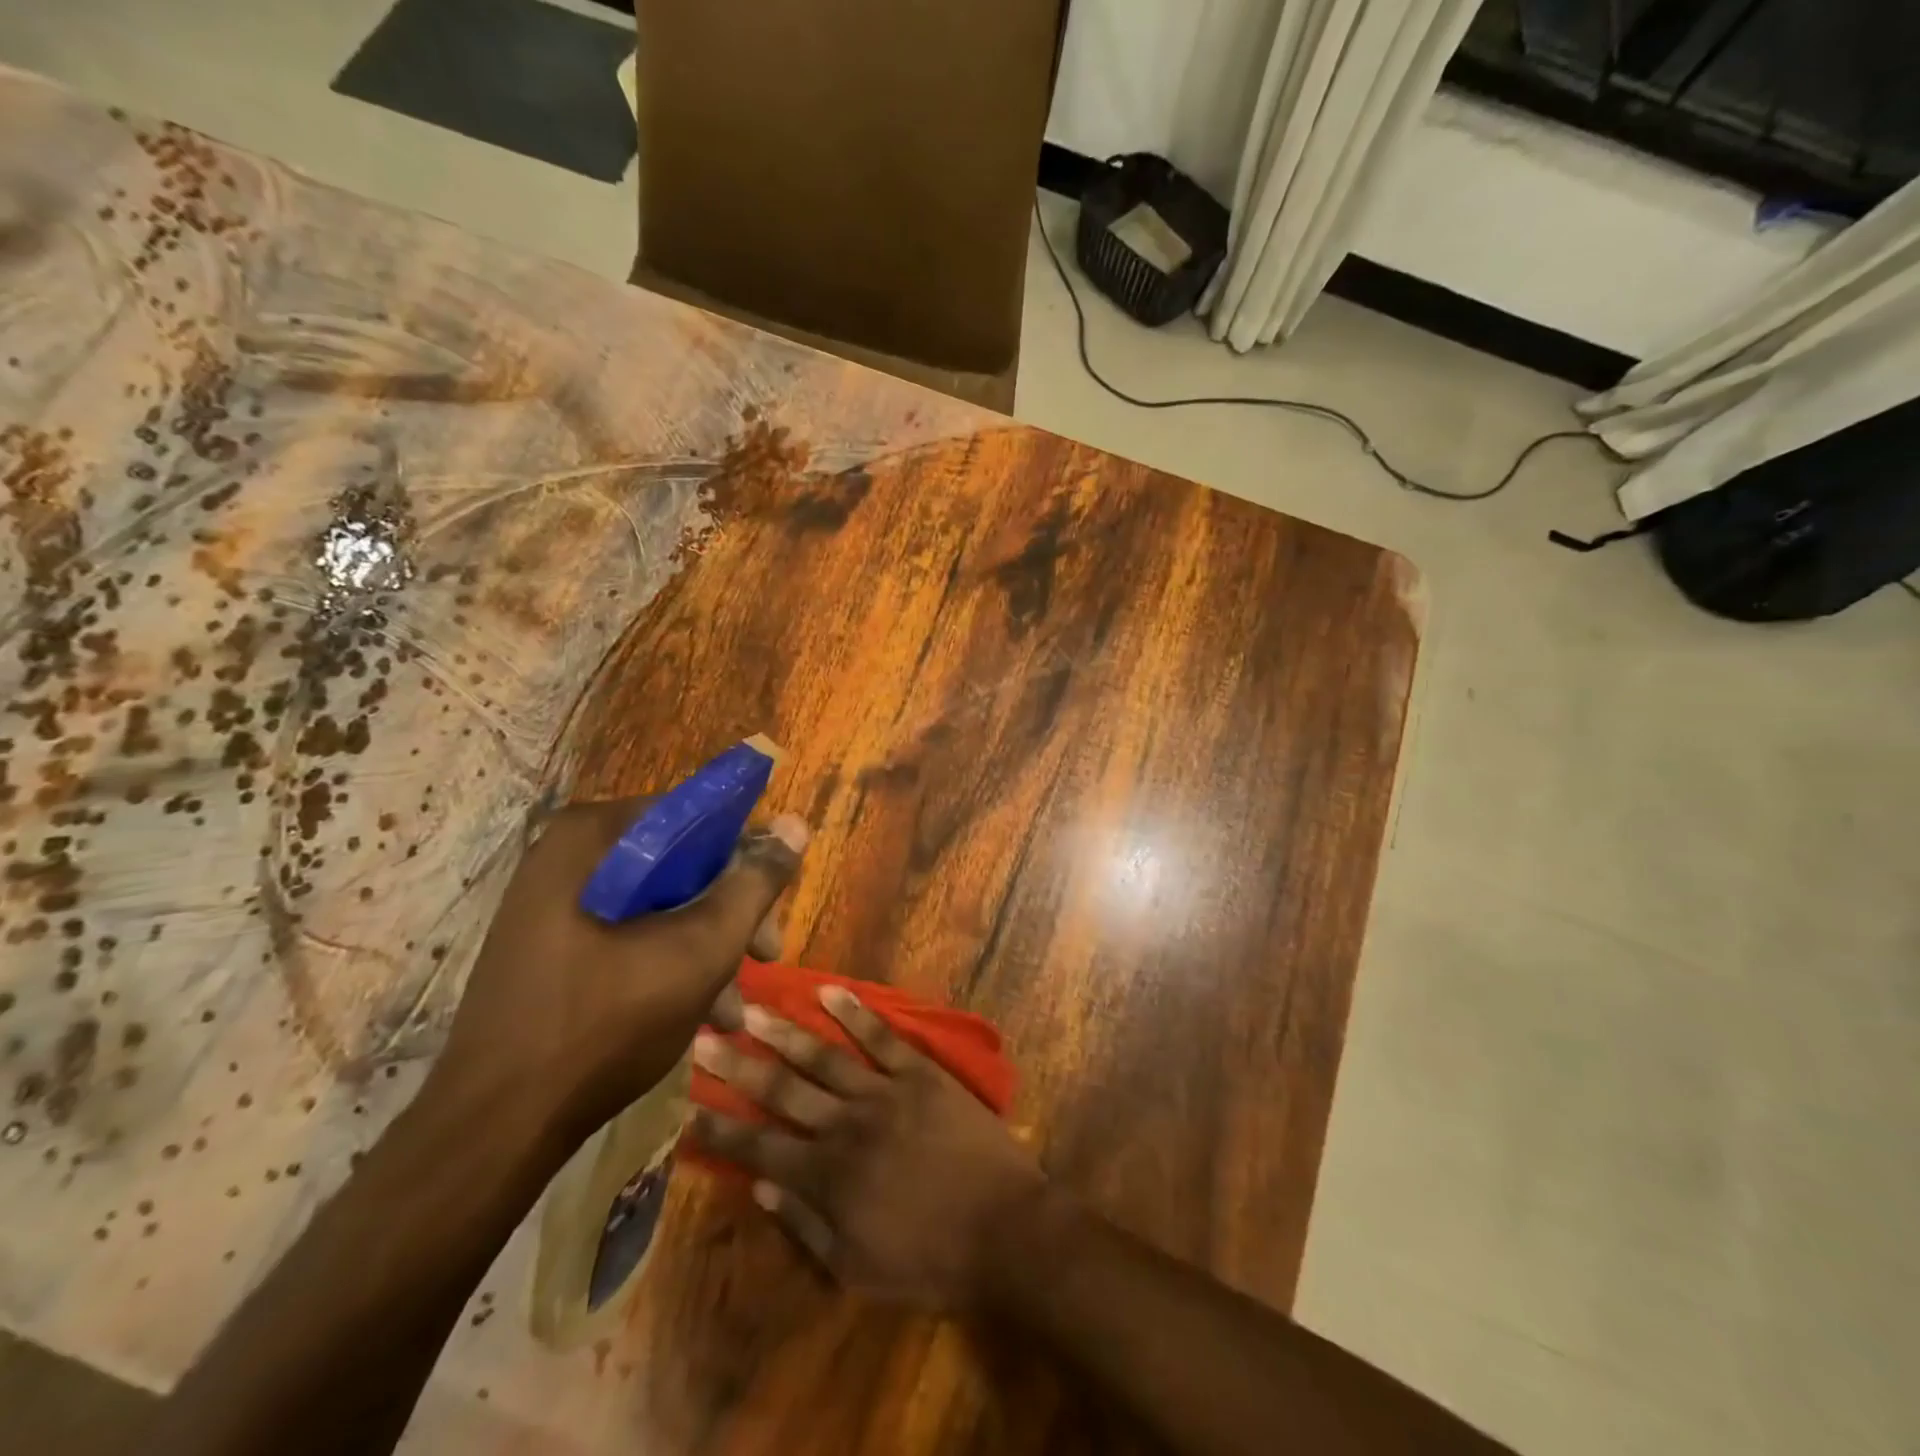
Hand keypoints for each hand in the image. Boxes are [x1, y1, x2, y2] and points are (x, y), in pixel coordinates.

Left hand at [431, 796, 809, 1143]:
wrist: (495, 1128)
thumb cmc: (606, 1024)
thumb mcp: (701, 949)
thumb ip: (754, 884)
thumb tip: (795, 825)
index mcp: (593, 837)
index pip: (696, 816)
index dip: (746, 856)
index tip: (772, 905)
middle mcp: (568, 856)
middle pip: (680, 863)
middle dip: (730, 913)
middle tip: (766, 957)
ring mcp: (553, 902)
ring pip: (659, 903)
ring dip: (706, 947)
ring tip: (734, 1008)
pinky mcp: (549, 945)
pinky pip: (628, 933)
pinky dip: (668, 962)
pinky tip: (700, 1013)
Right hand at [688, 985, 1045, 1310]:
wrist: (1004, 1230)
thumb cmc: (929, 1260)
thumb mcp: (857, 1267)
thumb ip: (806, 1224)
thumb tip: (761, 1186)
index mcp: (826, 1178)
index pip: (757, 1146)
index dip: (718, 1127)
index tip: (685, 1103)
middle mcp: (845, 1126)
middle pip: (780, 1090)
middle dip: (737, 1064)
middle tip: (701, 1035)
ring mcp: (884, 1093)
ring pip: (823, 1056)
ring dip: (784, 1031)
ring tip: (750, 1007)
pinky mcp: (920, 1073)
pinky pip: (882, 1037)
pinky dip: (855, 1013)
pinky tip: (830, 991)